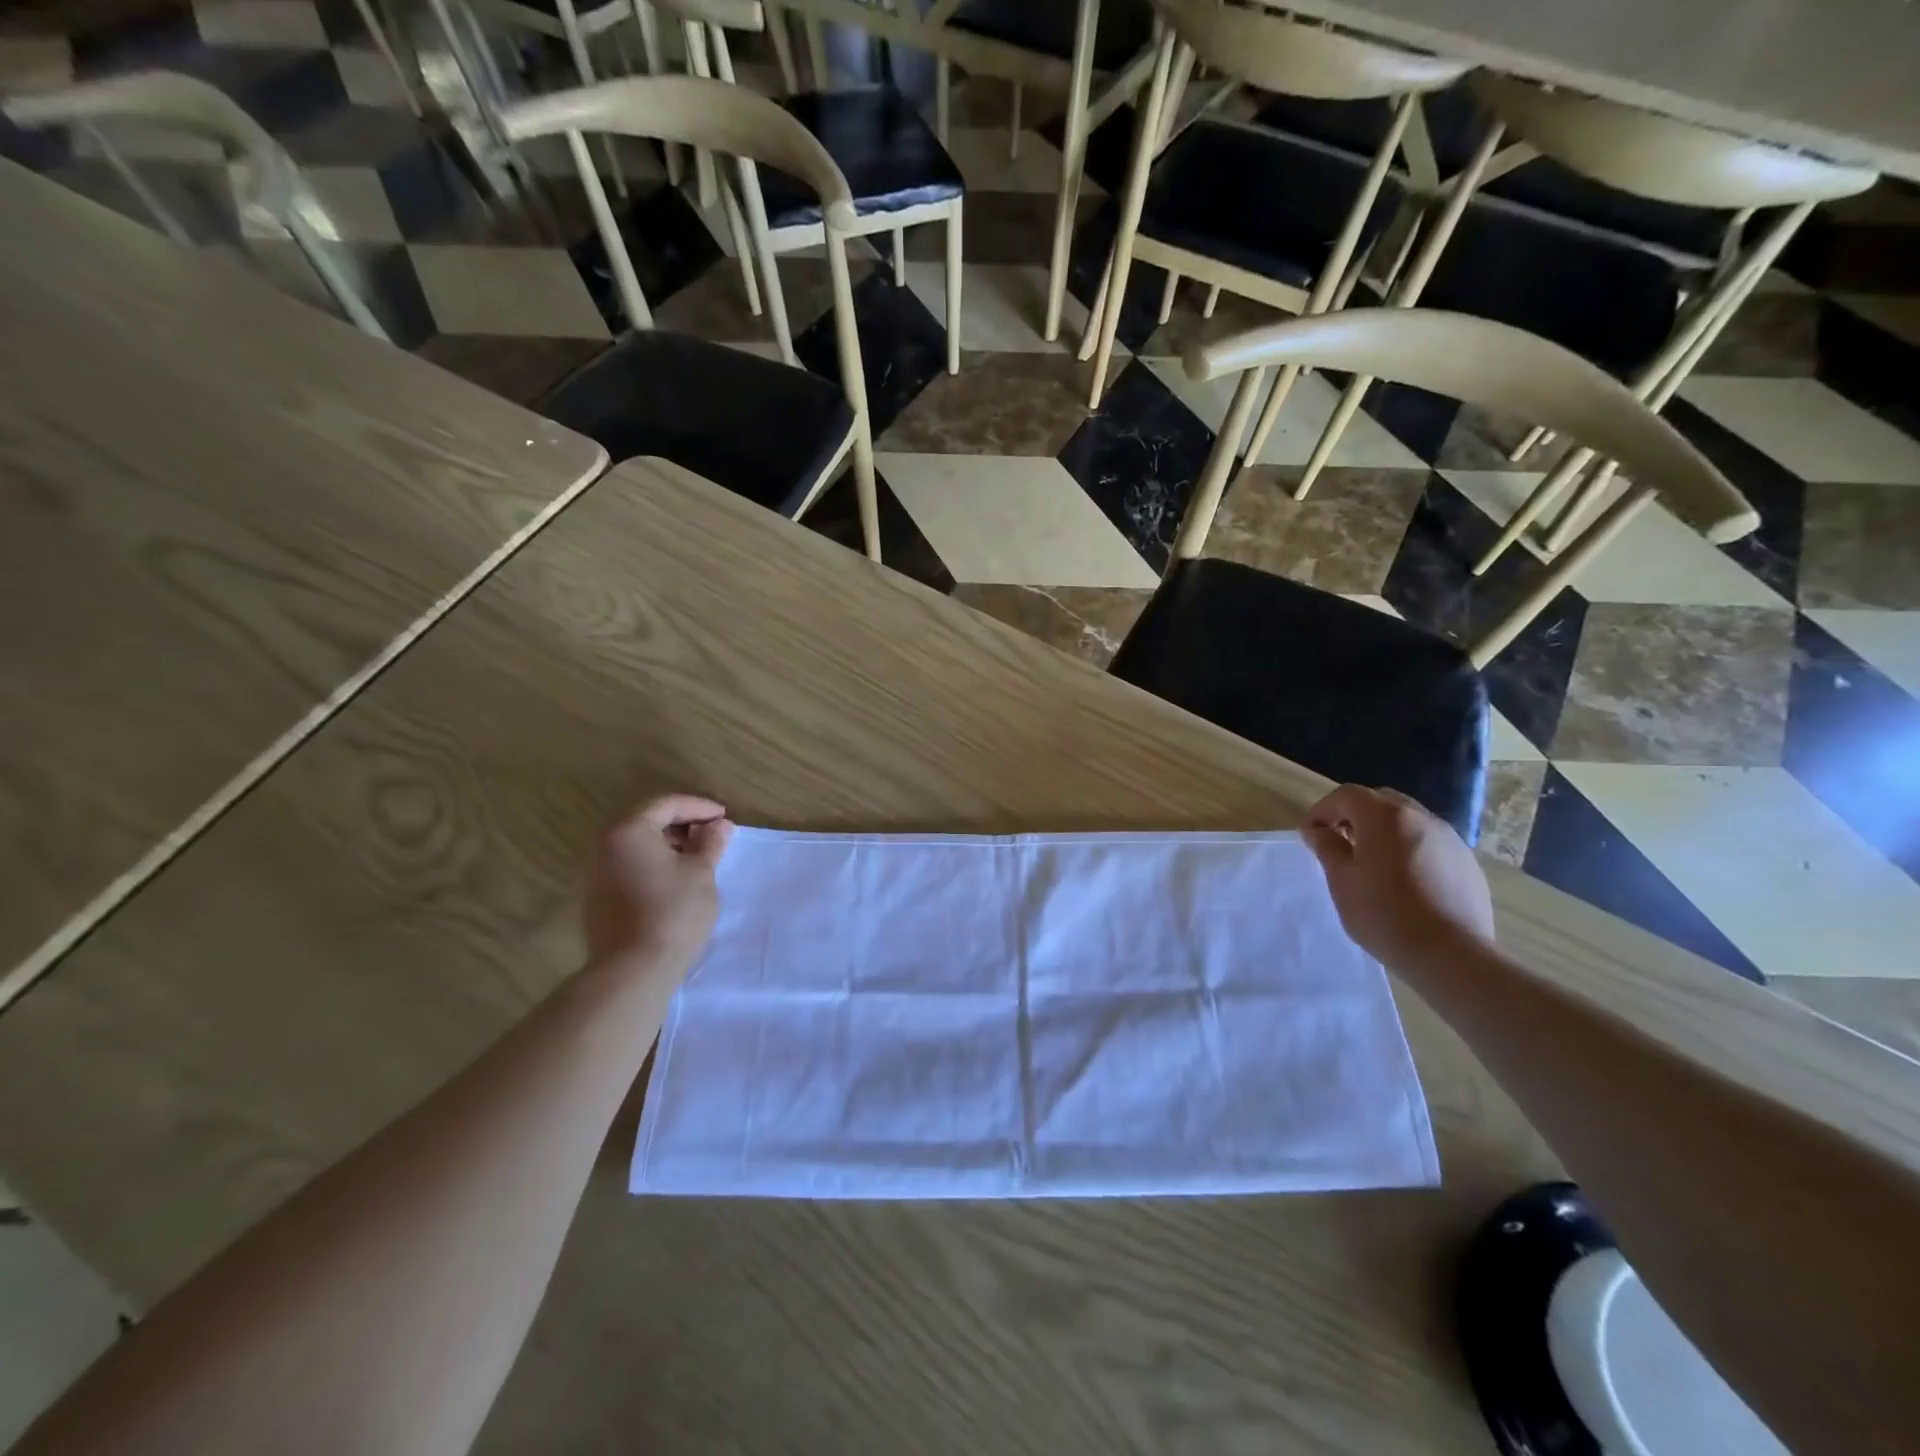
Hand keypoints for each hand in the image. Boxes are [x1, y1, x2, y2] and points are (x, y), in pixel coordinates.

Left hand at [585, 795, 733, 968]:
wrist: (632, 970)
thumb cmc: (672, 912)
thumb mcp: (701, 872)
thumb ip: (711, 842)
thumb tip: (720, 825)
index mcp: (628, 831)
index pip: (666, 805)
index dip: (699, 807)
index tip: (724, 817)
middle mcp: (604, 845)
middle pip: (647, 821)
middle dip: (682, 824)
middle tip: (712, 835)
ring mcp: (595, 873)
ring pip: (637, 846)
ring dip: (668, 845)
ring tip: (698, 858)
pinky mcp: (596, 897)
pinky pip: (628, 866)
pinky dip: (653, 863)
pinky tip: (675, 880)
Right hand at [1301, 784, 1494, 970]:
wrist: (1450, 955)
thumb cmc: (1384, 914)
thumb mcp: (1342, 880)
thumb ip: (1327, 847)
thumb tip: (1315, 830)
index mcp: (1385, 817)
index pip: (1346, 795)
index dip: (1322, 810)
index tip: (1310, 834)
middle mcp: (1421, 818)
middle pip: (1380, 801)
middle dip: (1355, 815)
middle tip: (1339, 842)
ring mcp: (1450, 839)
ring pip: (1408, 821)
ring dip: (1384, 832)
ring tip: (1372, 864)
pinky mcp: (1467, 863)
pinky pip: (1430, 844)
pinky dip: (1409, 850)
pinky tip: (1404, 883)